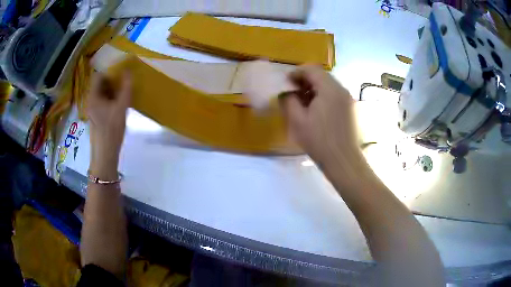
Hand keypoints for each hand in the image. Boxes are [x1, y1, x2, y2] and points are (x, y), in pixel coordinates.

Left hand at [86, 72, 130, 178]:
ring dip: (112, 89)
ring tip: (124, 90)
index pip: (98, 75)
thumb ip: (126, 88)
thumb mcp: (121, 107)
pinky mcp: (96, 116)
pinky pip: (103, 101)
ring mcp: (92, 109)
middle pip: (100, 83)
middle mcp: (90, 100)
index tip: (122, 71)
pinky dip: (110, 98)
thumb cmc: (111, 130)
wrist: (105, 154)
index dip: (109, 71)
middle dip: (112, 80)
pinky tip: (119, 103)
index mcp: (93, 96)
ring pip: (102, 92)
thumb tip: (129, 71)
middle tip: (125, 80)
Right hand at [280, 65, 361, 185]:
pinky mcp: (350, 108)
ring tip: (303, 101)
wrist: (343, 160)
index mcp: (329, 89)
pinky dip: (323, 96)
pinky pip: (334, 94)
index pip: (312, 69)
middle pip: (321, 75)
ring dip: (314, 88)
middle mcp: (341, 89)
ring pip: (328, 85)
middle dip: (305, 80)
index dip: (296, 72)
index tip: (286, 82)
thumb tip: (285, 91)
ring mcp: (348, 99)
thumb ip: (289, 100)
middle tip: (292, 91)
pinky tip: (316, 109)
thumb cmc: (319, 141)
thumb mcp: (298, 121)